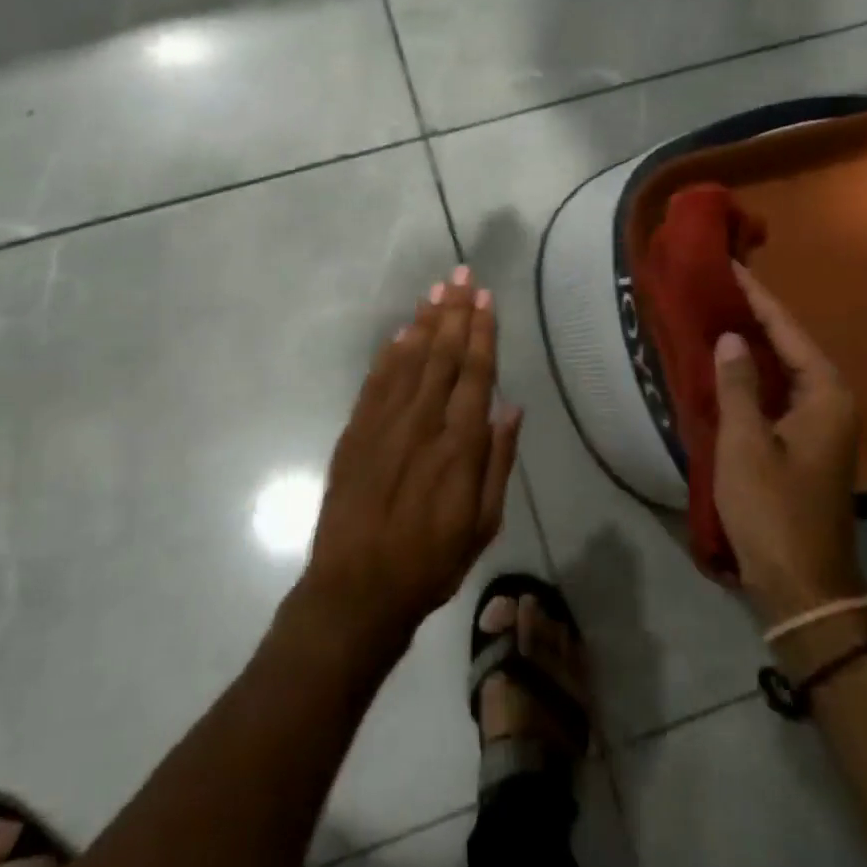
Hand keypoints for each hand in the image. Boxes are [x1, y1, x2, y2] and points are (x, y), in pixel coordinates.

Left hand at [302, 267, 522, 656]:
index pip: (474, 374)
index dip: (481, 333)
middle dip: (454, 312)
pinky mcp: (354, 432)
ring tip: (437, 291)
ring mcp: (383, 424)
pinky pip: (376, 381)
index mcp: (458, 446)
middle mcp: (421, 424)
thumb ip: (498, 461)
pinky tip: (402, 332)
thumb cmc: (430, 562)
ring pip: (408, 359)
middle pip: (441, 355)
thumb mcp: (482, 525)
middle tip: (461, 275)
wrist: (355, 590)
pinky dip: (390, 352)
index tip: (486, 299)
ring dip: (424, 322)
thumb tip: (511, 407)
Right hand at [712, 262, 866, 624]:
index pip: (787, 330)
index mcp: (825, 395)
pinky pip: (779, 392)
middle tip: (719, 288)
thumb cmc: (774, 509)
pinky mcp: (806, 444)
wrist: (803, 584)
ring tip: (719, 316)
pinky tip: (728, 367)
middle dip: (756, 316)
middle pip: (791, 345)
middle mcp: (831, 403)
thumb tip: (731, 337)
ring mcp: (821, 426)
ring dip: (755, 345)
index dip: (757, 298)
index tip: (731, 267)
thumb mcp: (746, 442)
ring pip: (785, 370)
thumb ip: (737, 384)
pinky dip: (755, 375)